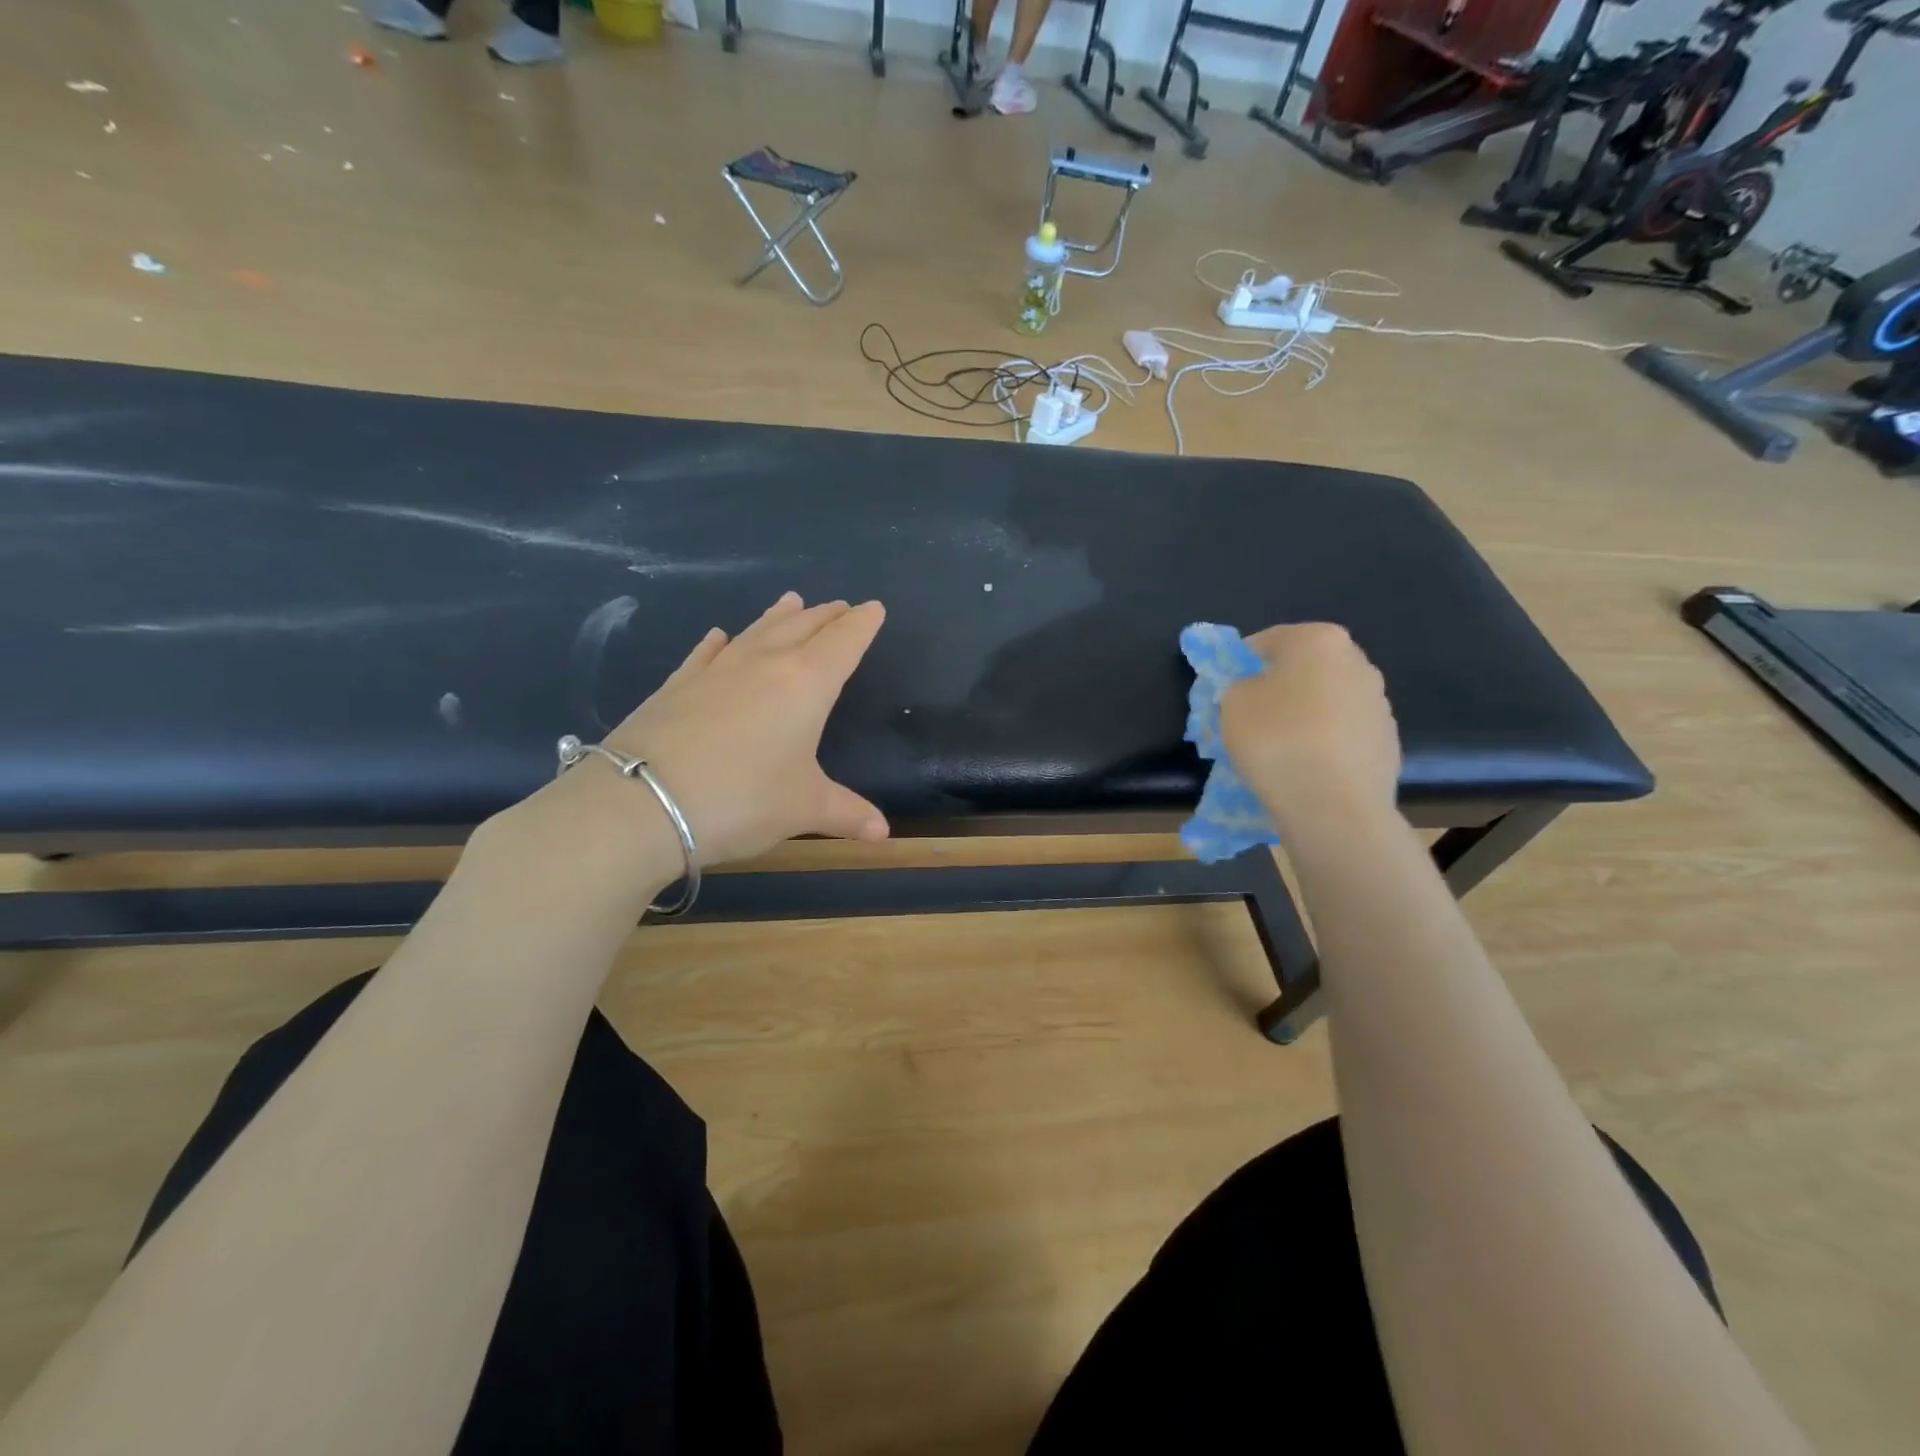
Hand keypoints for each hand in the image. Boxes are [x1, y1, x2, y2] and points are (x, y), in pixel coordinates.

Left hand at [598, 592, 888, 867]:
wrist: (642, 803)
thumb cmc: (742, 800)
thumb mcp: (803, 809)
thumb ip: (846, 813)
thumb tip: (882, 833)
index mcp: (806, 683)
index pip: (843, 642)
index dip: (862, 624)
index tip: (874, 607)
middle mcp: (764, 664)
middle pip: (803, 627)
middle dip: (827, 616)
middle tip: (841, 606)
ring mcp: (716, 670)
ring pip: (757, 631)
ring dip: (780, 616)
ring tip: (792, 601)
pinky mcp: (677, 685)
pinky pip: (708, 653)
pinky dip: (721, 642)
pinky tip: (720, 635)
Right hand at [1219, 623, 1401, 832]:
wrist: (1334, 806)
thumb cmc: (1276, 740)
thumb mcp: (1231, 703)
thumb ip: (1239, 686)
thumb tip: (1254, 692)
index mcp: (1319, 641)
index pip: (1267, 641)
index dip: (1239, 665)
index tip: (1225, 692)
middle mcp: (1357, 662)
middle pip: (1304, 669)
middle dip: (1277, 689)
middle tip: (1250, 719)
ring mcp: (1379, 704)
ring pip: (1326, 703)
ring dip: (1303, 717)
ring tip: (1278, 751)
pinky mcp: (1388, 743)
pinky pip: (1342, 736)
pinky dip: (1323, 745)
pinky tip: (1304, 770)